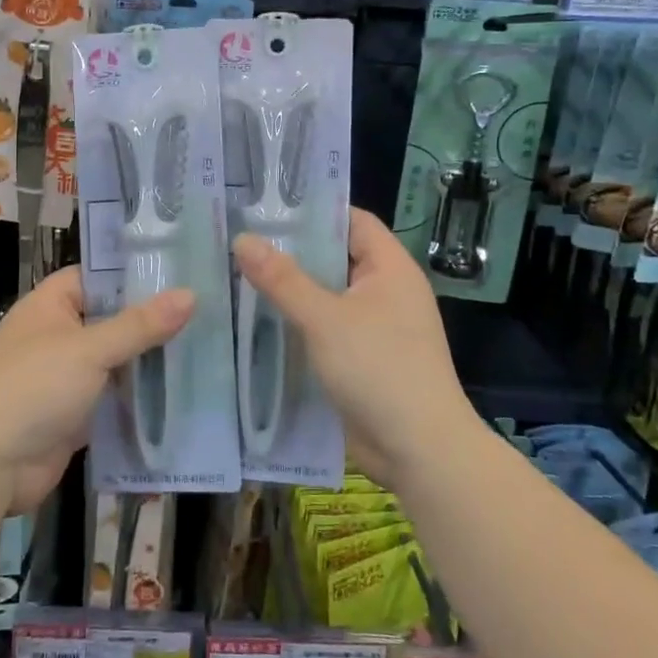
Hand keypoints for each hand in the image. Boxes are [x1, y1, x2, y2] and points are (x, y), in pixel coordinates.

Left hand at [0, 268, 193, 511]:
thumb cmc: (35, 387)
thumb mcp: (90, 349)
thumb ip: (140, 325)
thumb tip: (190, 295)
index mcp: (50, 306)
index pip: (96, 277)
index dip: (133, 275)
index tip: (179, 274)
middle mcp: (56, 336)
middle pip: (110, 320)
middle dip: (150, 322)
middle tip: (204, 313)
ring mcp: (63, 377)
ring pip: (113, 361)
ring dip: (147, 362)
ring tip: (203, 350)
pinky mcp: (73, 415)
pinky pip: (111, 398)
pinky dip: (136, 398)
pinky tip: (178, 394)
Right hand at [234, 208, 470, 487]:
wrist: (419, 450)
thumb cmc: (378, 369)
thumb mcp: (325, 319)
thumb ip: (282, 279)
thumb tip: (243, 239)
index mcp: (389, 268)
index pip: (351, 221)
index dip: (313, 211)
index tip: (266, 207)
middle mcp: (385, 290)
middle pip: (335, 257)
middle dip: (291, 252)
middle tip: (240, 241)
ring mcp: (374, 326)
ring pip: (326, 296)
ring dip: (290, 291)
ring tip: (238, 276)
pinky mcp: (362, 359)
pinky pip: (325, 329)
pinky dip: (297, 323)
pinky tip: (257, 322)